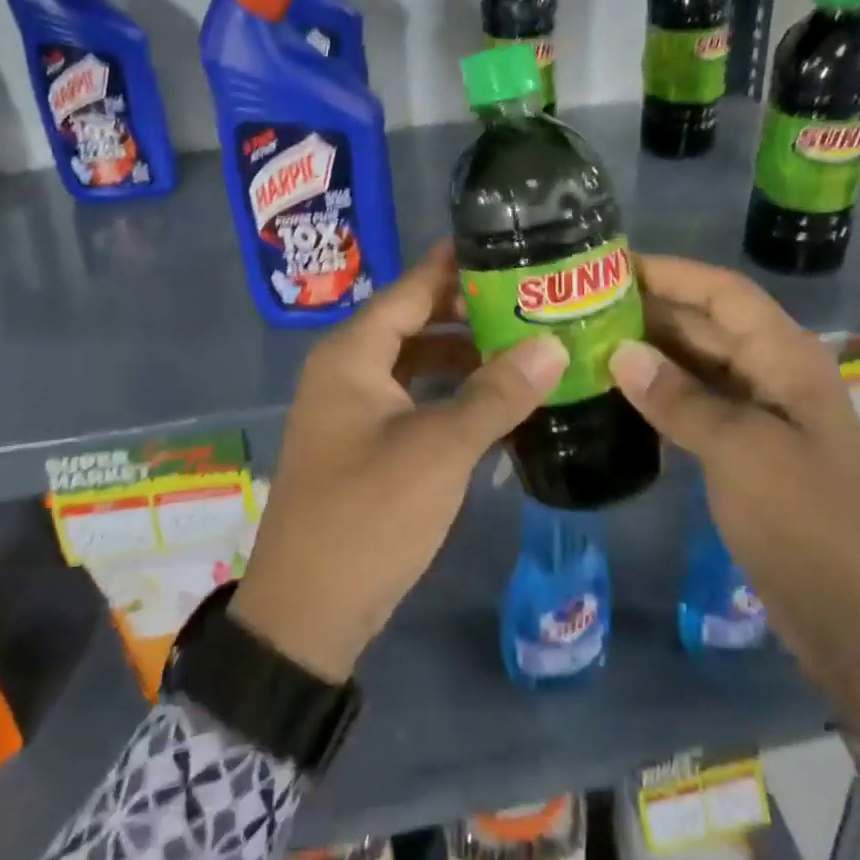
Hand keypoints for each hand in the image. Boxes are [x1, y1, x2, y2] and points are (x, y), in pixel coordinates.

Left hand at [230, 244, 568, 682]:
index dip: (456, 265)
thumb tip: (552, 345)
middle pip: (414, 321)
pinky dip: (449, 393)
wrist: (306, 615)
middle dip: (469, 312)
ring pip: (415, 362)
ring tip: (523, 346)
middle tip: (530, 300)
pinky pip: (412, 398)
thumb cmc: (368, 516)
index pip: (411, 288)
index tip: (506, 244)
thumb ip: (496, 394)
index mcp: (352, 354)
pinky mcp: (362, 443)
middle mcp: (346, 369)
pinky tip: (493, 401)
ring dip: (463, 355)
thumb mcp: (439, 450)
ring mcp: (351, 409)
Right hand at [609, 254, 859, 742]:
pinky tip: (614, 396)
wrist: (858, 621)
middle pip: (706, 323)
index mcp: (786, 358)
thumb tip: (620, 353)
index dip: (670, 272)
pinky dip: (658, 395)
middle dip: (649, 310)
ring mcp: (759, 413)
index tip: (611, 266)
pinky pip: (695, 404)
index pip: (722, 292)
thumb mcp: (741, 453)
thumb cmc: (808, 523)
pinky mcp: (744, 450)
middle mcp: (772, 374)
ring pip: (696, 365)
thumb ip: (679, 399)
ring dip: (648, 353)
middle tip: (581, 306)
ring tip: (586, 343)